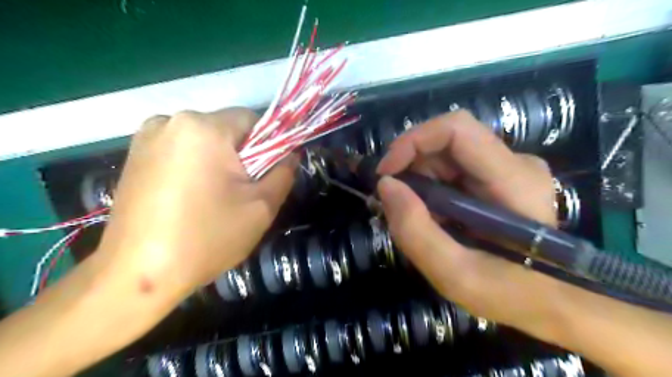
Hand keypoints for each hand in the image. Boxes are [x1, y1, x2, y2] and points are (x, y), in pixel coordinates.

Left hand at [96, 107, 294, 300]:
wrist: (138, 276)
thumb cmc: (207, 237)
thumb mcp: (262, 207)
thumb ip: (284, 173)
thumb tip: (290, 153)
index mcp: (204, 128)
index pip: (252, 119)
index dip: (268, 144)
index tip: (266, 174)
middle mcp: (171, 121)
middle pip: (226, 129)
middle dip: (242, 155)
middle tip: (243, 191)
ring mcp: (146, 137)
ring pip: (204, 140)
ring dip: (218, 161)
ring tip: (215, 197)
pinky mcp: (133, 155)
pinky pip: (181, 150)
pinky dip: (195, 166)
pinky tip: (191, 198)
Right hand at [376, 110, 568, 343]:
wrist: (548, 301)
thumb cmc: (508, 294)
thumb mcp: (453, 274)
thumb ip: (415, 230)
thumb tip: (385, 184)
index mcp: (514, 181)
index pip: (458, 128)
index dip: (414, 141)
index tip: (386, 173)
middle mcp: (515, 163)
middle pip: (448, 141)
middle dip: (411, 166)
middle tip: (394, 201)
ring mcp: (509, 168)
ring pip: (447, 153)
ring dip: (419, 179)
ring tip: (415, 214)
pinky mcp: (499, 176)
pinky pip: (453, 167)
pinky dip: (430, 186)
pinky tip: (431, 213)